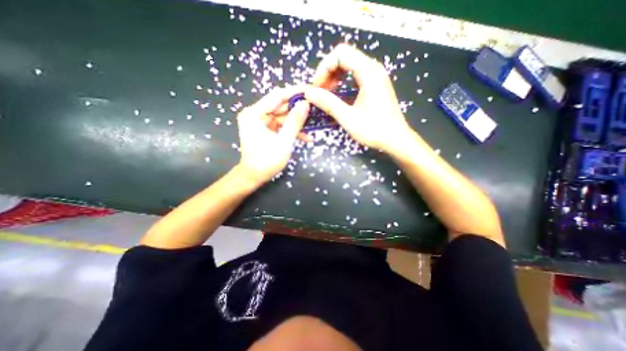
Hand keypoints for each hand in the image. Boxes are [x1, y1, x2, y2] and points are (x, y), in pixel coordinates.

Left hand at [236, 87, 308, 186]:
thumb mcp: (283, 142)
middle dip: (298, 108)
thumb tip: (305, 104)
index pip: (277, 95)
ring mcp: (260, 121)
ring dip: (297, 122)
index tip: (311, 90)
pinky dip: (292, 130)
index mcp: (254, 113)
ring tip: (314, 124)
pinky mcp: (265, 128)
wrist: (254, 176)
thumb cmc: (266, 161)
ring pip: (283, 116)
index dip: (295, 92)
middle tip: (316, 107)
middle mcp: (255, 113)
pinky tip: (306, 137)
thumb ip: (294, 122)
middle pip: (280, 105)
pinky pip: (281, 125)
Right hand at [305, 44, 414, 153]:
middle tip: (320, 91)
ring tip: (327, 93)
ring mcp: (376, 76)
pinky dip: (343, 80)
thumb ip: (328, 103)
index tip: (317, 87)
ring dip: (335, 76)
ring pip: (350, 64)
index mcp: (369, 72)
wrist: (396, 139)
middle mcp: (373, 68)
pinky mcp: (376, 84)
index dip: (324, 68)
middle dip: (328, 71)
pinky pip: (356, 74)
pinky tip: (338, 93)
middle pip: (345, 56)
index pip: (341, 54)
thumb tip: (308, 93)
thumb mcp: (348, 118)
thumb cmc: (374, 130)